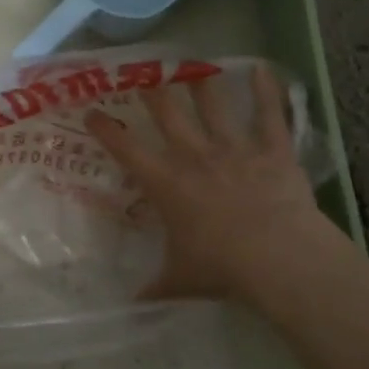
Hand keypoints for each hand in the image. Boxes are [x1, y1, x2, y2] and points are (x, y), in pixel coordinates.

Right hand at [84, 66, 341, 305]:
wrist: (276, 257)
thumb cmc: (221, 267)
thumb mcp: (180, 280)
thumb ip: (154, 287)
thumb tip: (132, 305)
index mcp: (166, 183)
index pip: (127, 149)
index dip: (106, 128)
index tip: (92, 112)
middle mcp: (195, 155)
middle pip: (168, 112)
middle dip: (152, 90)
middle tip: (144, 73)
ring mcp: (235, 148)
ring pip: (214, 105)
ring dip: (202, 82)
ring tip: (193, 64)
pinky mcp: (272, 149)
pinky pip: (270, 113)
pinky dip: (267, 90)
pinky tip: (264, 68)